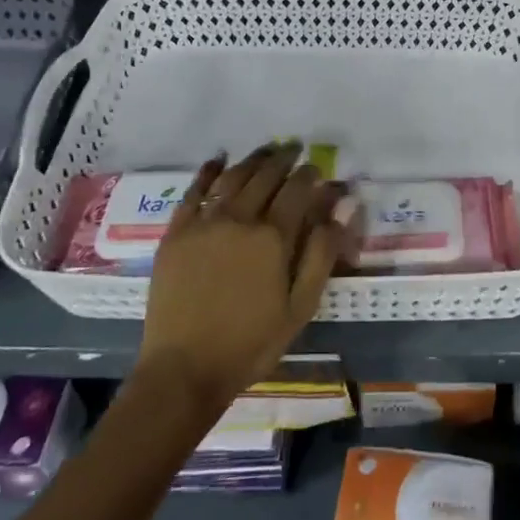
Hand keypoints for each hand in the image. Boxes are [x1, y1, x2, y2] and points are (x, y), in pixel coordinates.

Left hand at [135, 143, 353, 412]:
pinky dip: (208, 172)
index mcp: (272, 237)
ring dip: (252, 160)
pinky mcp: (176, 233)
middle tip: (293, 148)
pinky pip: (193, 192)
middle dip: (283, 159)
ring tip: (265, 151)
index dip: (309, 174)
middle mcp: (239, 219)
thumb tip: (344, 207)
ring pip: (232, 178)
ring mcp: (204, 223)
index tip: (316, 167)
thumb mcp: (300, 307)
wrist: (184, 371)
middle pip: (265, 176)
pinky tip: (217, 160)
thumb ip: (322, 253)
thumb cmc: (250, 343)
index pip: (297, 190)